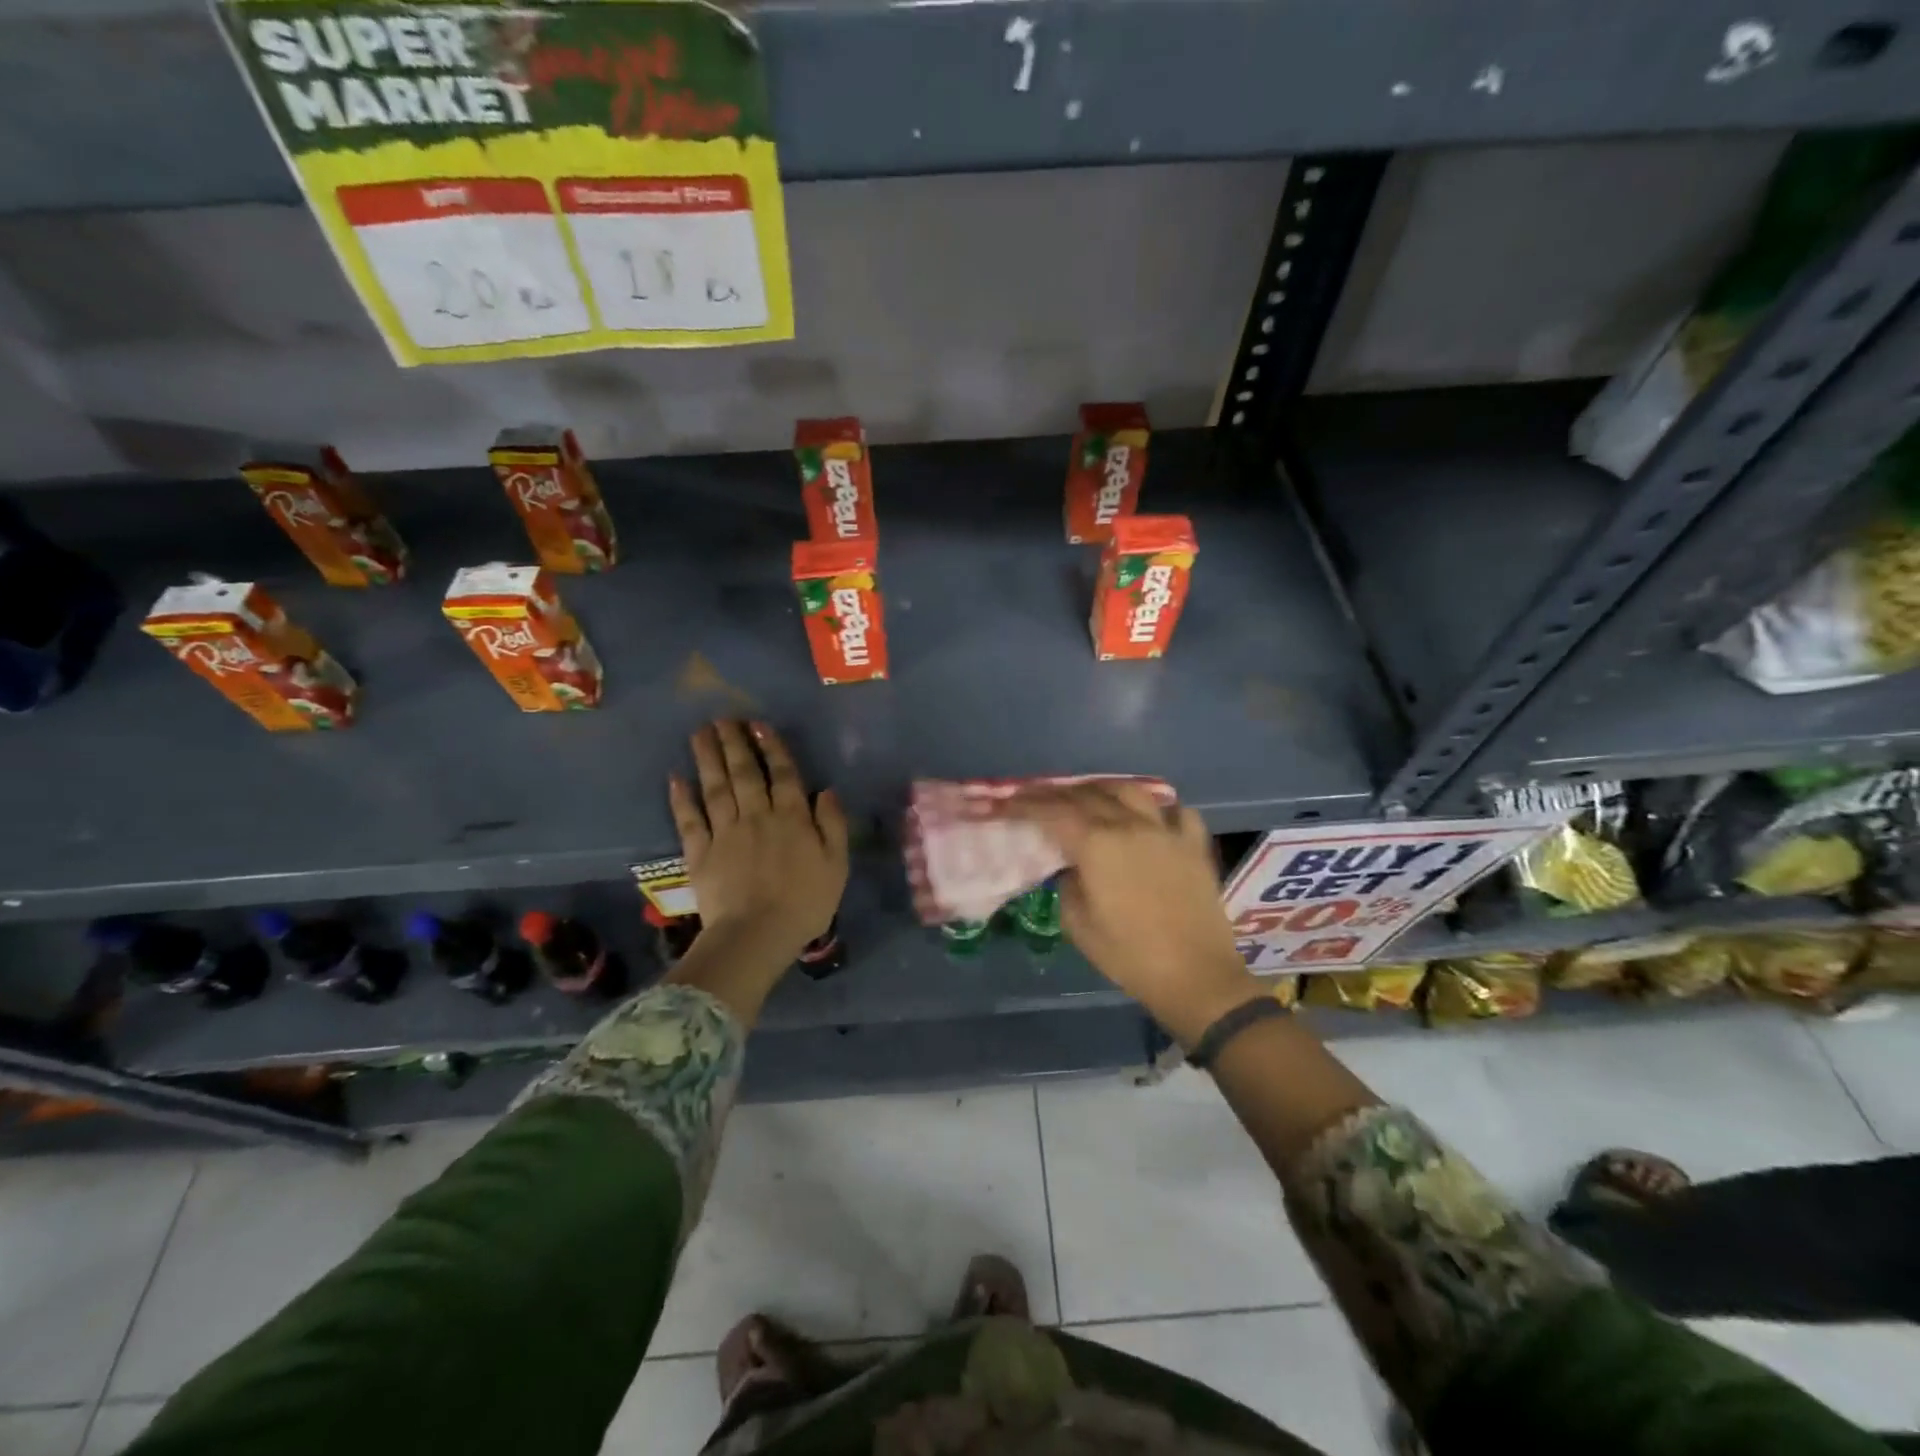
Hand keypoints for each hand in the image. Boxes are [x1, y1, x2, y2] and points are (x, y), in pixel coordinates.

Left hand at [668, 720, 849, 970]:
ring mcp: (725, 833)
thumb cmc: (805, 902)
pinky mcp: (700, 853)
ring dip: (708, 758)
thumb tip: (826, 790)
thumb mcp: (836, 864)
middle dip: (734, 743)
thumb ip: (832, 824)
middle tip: (723, 718)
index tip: (759, 725)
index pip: (782, 774)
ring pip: (716, 788)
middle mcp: (756, 816)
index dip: (771, 747)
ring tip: (701, 733)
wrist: (757, 935)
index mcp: (791, 818)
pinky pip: (689, 820)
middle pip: (744, 773)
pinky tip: (676, 778)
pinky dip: (681, 798)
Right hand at [998, 783, 1261, 1045]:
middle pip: (1087, 795)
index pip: (1052, 812)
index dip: (1026, 804)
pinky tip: (1151, 818)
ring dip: (1103, 789)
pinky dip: (1159, 808)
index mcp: (1096, 845)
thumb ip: (1067, 887)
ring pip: (1130, 791)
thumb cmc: (1129, 956)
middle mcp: (1129, 825)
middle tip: (1040, 798)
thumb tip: (1071, 868)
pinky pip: (1176, 811)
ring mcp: (1166, 831)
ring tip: (1090, 796)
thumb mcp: (1079, 926)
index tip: (1008, 801)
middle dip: (1057, 793)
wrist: (1196, 975)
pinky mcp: (1194, 845)